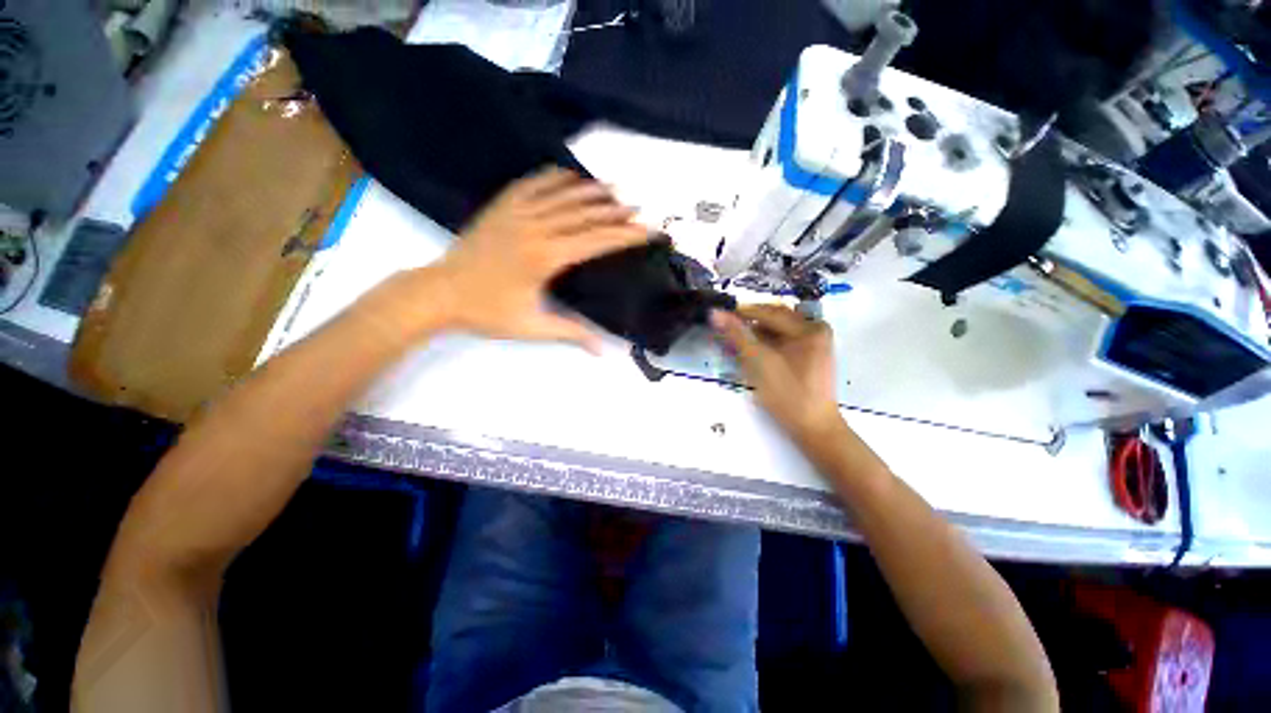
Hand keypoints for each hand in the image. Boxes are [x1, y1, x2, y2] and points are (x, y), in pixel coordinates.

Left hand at [381, 167, 649, 351]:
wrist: (439, 292)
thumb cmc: (487, 312)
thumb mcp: (532, 327)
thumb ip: (571, 332)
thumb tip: (603, 350)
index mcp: (546, 257)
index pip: (596, 241)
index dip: (625, 235)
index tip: (647, 229)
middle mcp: (535, 227)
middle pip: (584, 214)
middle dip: (615, 211)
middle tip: (639, 207)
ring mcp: (517, 212)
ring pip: (562, 195)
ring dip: (591, 191)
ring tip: (614, 188)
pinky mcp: (502, 206)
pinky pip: (533, 184)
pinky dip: (555, 178)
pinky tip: (570, 175)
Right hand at [711, 305, 841, 439]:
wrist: (814, 428)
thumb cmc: (788, 395)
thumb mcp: (760, 363)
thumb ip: (737, 335)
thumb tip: (715, 312)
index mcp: (809, 328)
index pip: (768, 312)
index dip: (740, 313)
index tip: (717, 315)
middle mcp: (815, 329)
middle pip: (774, 319)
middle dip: (748, 324)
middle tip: (724, 330)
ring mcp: (815, 342)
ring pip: (777, 330)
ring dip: (755, 334)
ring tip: (734, 343)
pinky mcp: (810, 355)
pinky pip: (783, 341)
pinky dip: (765, 344)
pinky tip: (751, 353)